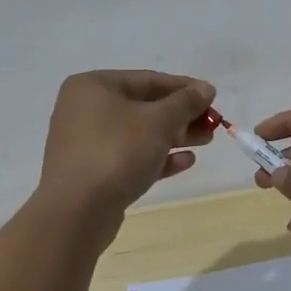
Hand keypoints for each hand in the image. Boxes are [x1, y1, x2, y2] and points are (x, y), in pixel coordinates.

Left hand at [38, 70, 216, 222]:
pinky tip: (185, 162)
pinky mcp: (93, 172)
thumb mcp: (159, 121)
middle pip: (144, 107)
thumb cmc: (118, 151)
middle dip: (182, 115)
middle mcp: (85, 109)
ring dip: (174, 136)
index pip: (149, 80)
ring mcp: (87, 143)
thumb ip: (186, 102)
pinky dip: (157, 157)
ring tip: (206, 141)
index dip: (185, 88)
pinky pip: (130, 157)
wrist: (77, 211)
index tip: (213, 97)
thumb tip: (206, 89)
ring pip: (139, 134)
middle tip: (212, 124)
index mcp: (94, 86)